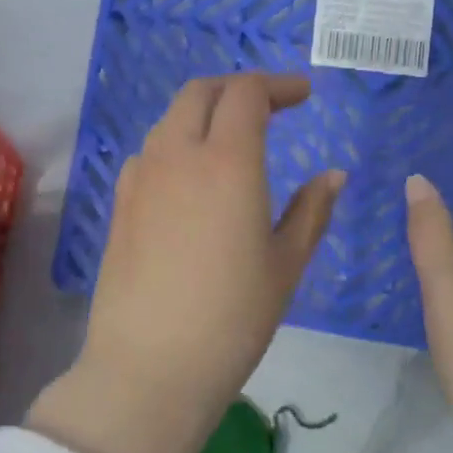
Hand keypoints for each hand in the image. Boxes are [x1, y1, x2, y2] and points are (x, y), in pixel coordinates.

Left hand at [29, 73, 344, 452]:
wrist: (149, 366)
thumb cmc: (232, 317)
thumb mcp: (285, 264)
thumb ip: (311, 210)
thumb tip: (333, 175)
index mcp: (226, 161)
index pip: (247, 93)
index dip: (278, 85)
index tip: (304, 95)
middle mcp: (176, 155)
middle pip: (200, 92)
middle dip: (237, 87)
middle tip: (270, 106)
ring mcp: (141, 178)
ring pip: (171, 120)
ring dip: (204, 114)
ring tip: (233, 139)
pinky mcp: (119, 204)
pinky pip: (150, 153)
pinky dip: (177, 144)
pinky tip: (192, 179)